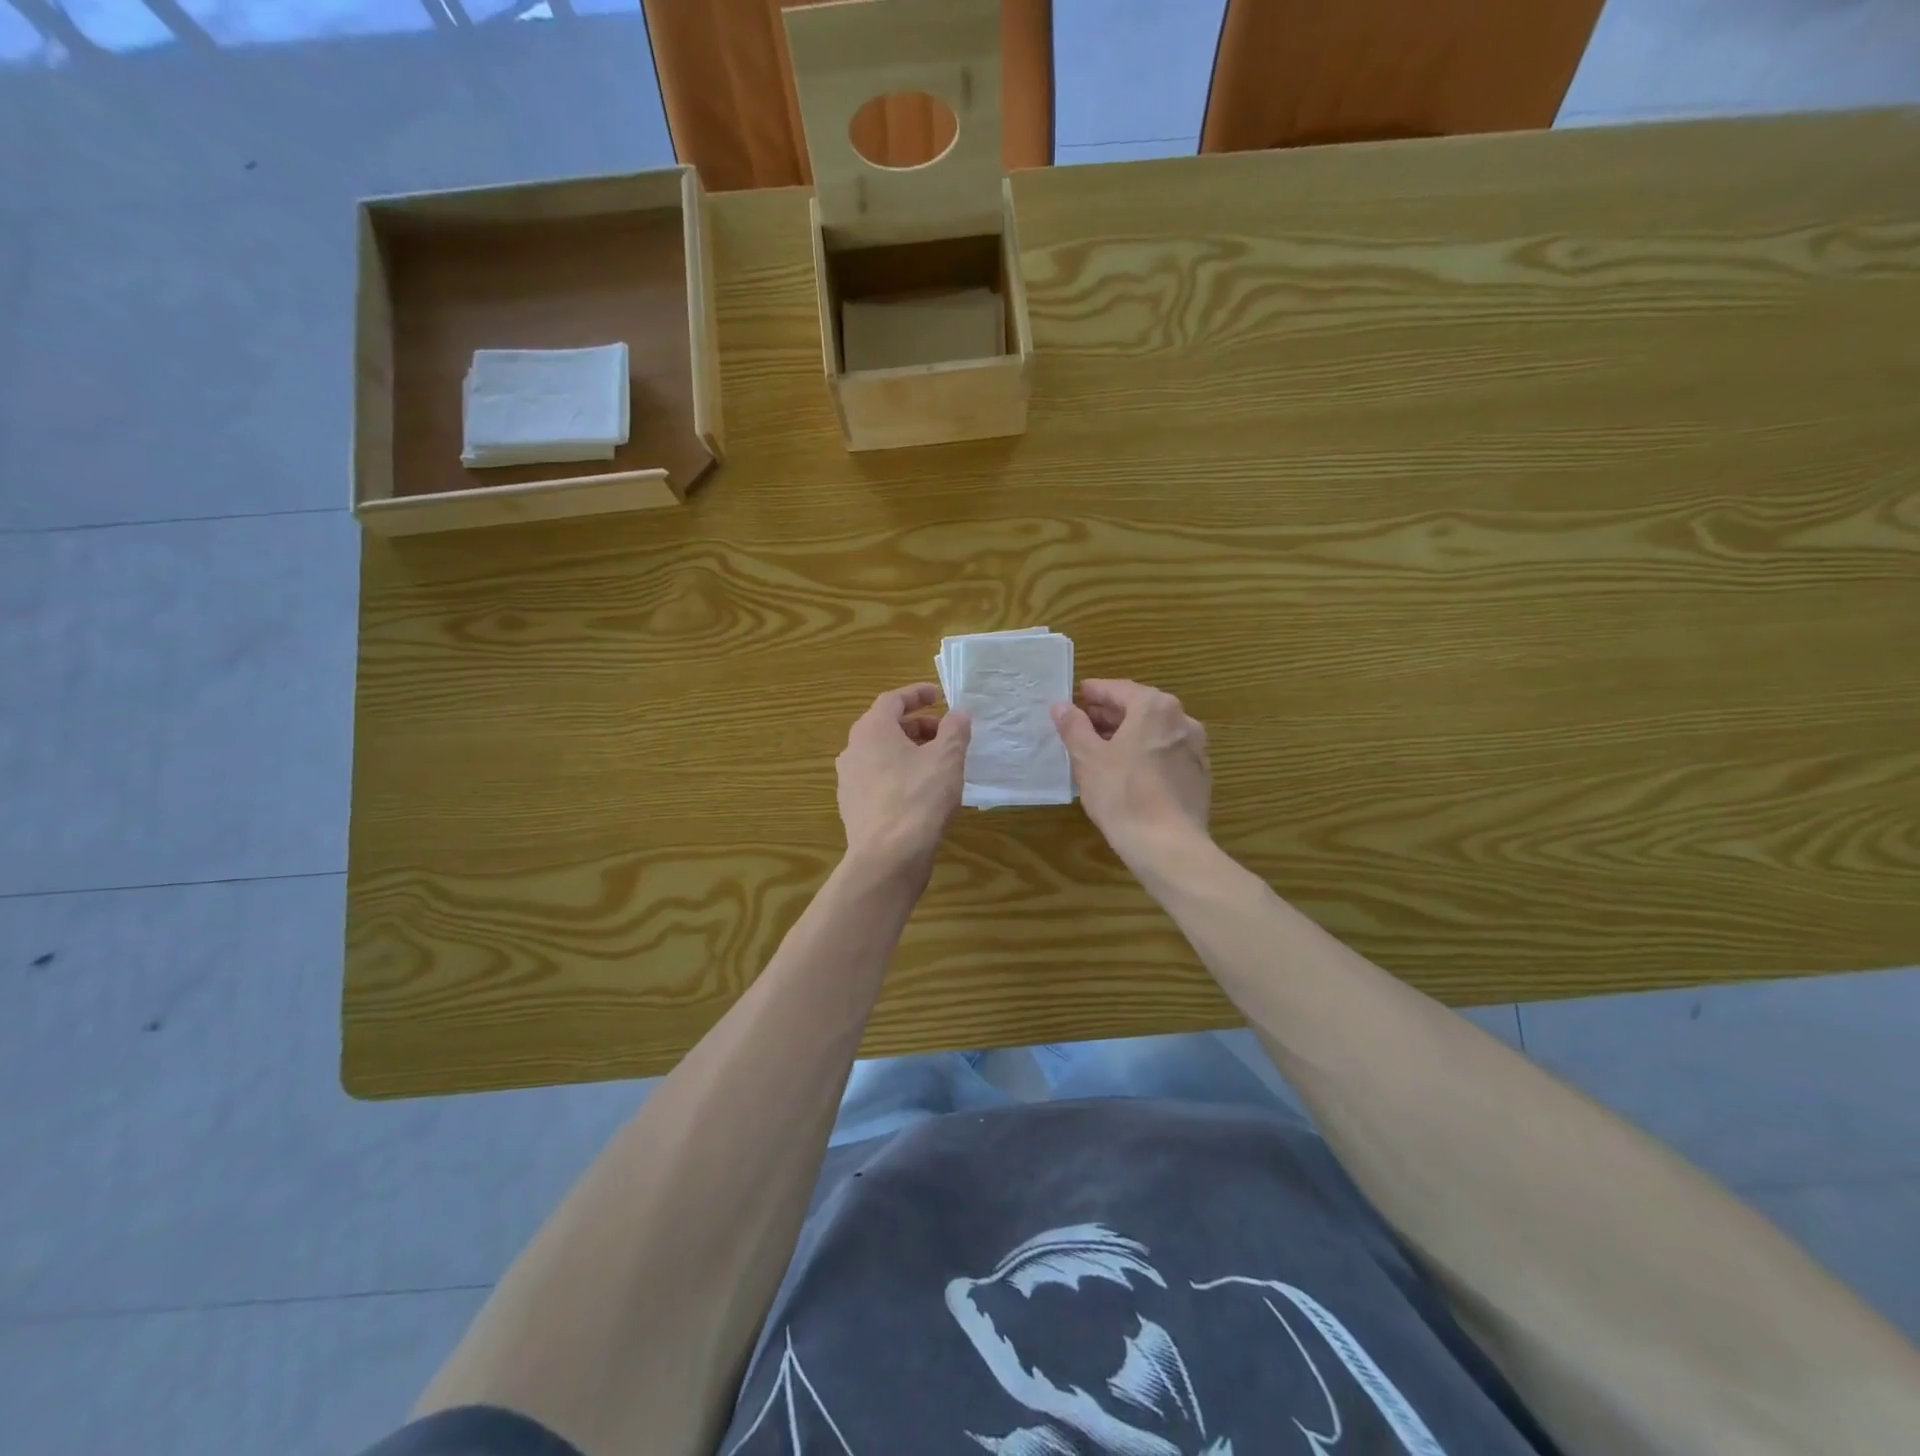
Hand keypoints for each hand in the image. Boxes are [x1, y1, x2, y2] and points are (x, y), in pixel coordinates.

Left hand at [836, 684, 971, 878]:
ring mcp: (849, 781)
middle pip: (885, 727)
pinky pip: (879, 780)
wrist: (887, 857)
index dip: (917, 694)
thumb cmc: (918, 798)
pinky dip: (900, 775)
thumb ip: (954, 730)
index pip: (892, 700)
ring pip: (881, 755)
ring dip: (909, 751)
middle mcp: (853, 750)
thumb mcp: (947, 758)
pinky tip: (922, 792)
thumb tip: (958, 713)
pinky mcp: (854, 808)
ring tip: (938, 762)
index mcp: (871, 730)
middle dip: (917, 726)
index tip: (939, 695)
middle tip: (945, 733)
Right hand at [1051, 679, 1210, 868]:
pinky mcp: (1199, 776)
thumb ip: (1074, 727)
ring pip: (1155, 732)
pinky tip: (1128, 772)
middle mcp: (1182, 720)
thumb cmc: (1122, 794)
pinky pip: (1166, 754)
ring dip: (1129, 735)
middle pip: (1140, 708)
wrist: (1167, 845)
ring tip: (1101, 749)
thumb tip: (1061, 706)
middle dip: (1111, 714)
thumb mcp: (1088, 758)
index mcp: (1155, 707)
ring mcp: (1196, 749)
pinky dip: (1146, 754)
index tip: (1077, 696)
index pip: (1119, 689)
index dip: (1094, 692)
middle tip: (1084, 723)